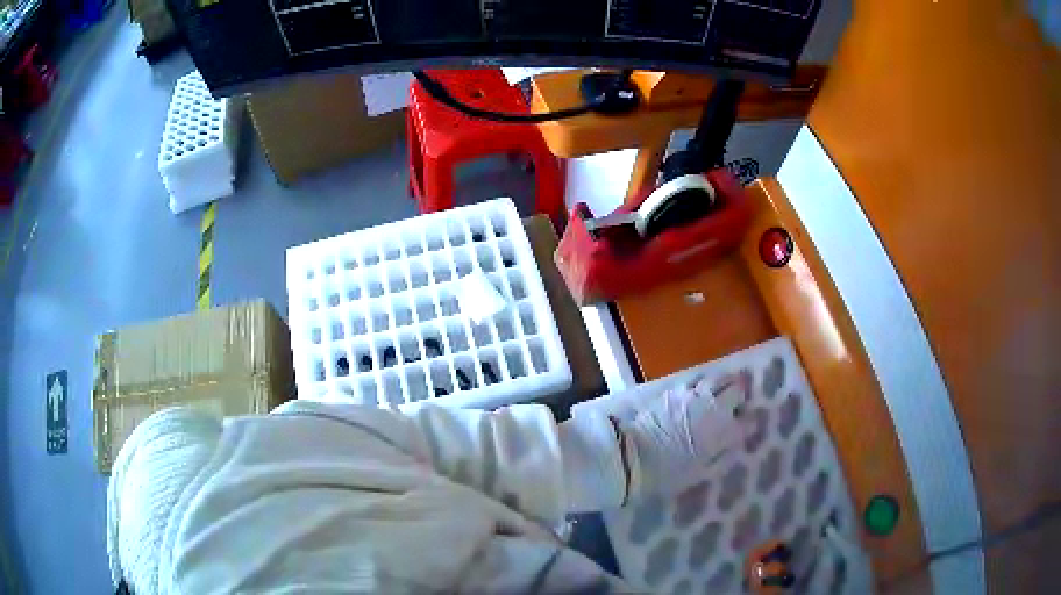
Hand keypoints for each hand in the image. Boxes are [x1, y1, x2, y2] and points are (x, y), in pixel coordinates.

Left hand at [619, 371, 750, 500]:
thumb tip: (732, 445)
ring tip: (724, 386)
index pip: (747, 423)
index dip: (750, 422)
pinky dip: (703, 384)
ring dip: (725, 382)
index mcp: (723, 432)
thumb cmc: (667, 472)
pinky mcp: (675, 390)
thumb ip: (720, 456)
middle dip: (740, 394)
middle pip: (737, 391)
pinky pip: (697, 381)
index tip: (749, 424)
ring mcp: (694, 396)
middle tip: (739, 399)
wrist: (633, 455)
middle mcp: (714, 408)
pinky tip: (699, 391)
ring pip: (718, 378)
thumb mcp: (700, 473)